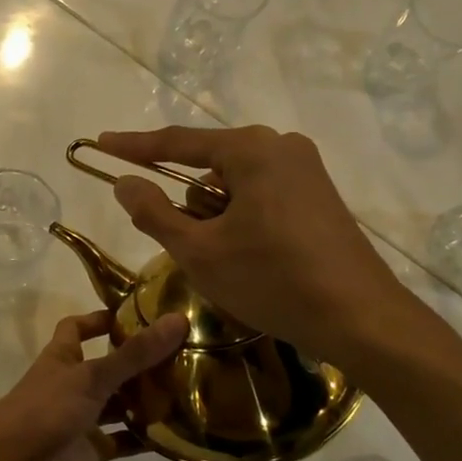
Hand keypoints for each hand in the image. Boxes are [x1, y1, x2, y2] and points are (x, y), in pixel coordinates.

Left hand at [0, 308, 186, 460]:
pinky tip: (177, 432)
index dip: (101, 319)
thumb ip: (134, 353)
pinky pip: (124, 439)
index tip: (137, 314)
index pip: (79, 327)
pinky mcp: (92, 449)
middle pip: (109, 366)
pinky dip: (146, 438)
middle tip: (183, 352)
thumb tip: (178, 320)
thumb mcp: (92, 376)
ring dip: (147, 399)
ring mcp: (83, 418)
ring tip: (189, 388)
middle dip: (139, 361)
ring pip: (120, 404)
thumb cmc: (46, 409)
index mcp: (64, 357)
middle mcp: (74, 383)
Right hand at [96, 125, 426, 365]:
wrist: (360, 318)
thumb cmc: (272, 279)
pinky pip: (262, 197)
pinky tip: (252, 258)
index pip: (177, 142)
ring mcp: (306, 171)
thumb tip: (124, 183)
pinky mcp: (319, 197)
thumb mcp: (200, 250)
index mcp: (251, 149)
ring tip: (227, 263)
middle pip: (209, 166)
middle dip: (188, 203)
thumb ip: (154, 212)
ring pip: (236, 185)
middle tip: (188, 247)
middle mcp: (281, 146)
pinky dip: (242, 221)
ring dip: (217, 217)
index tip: (101, 142)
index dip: (134, 146)